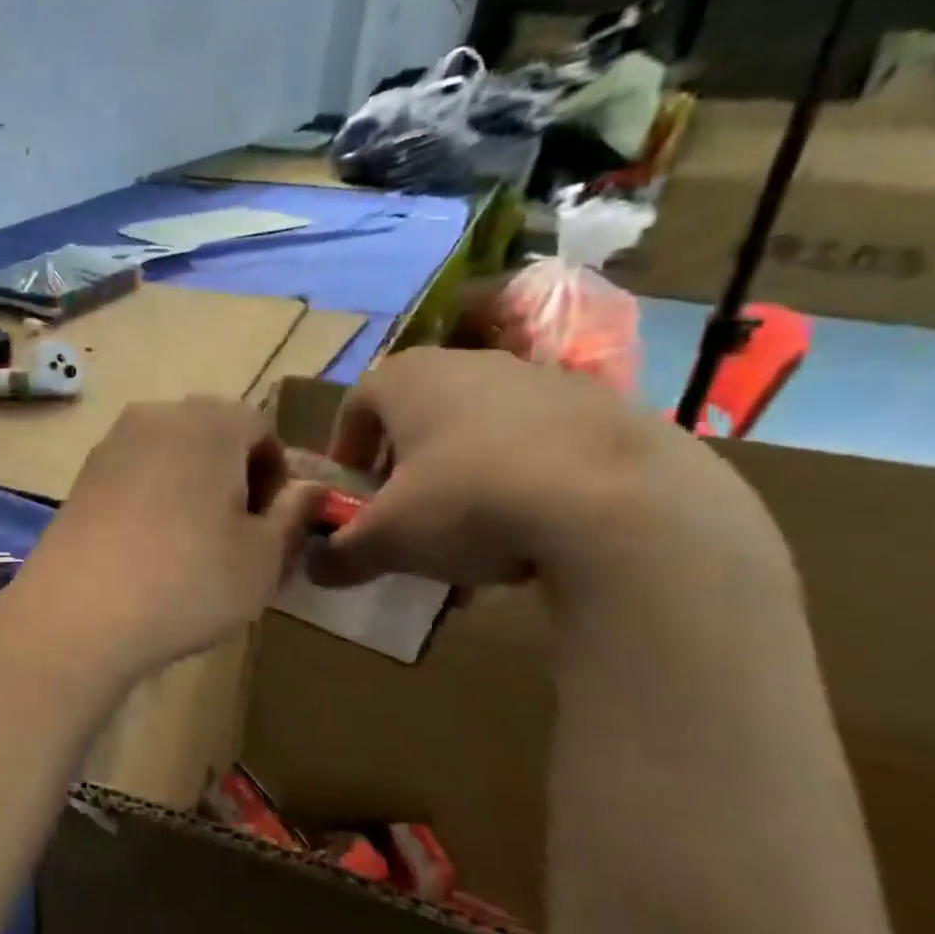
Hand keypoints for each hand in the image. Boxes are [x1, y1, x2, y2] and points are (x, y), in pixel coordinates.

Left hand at [13, 398, 320, 681]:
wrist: (77, 613)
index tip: (271, 527)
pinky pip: (134, 475)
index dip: (276, 476)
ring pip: (171, 455)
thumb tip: (309, 489)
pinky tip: (148, 549)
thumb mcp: (264, 558)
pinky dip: (152, 499)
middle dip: (234, 478)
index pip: (260, 429)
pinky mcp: (81, 476)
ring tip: (191, 547)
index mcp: (210, 421)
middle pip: (213, 436)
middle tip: (236, 537)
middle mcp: (157, 416)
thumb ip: (295, 515)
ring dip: (192, 488)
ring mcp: (111, 444)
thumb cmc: (189, 581)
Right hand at [305, 348, 779, 591]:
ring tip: (472, 536)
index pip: (356, 404)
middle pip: (420, 415)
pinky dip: (525, 481)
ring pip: (482, 430)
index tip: (351, 492)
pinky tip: (534, 533)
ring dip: (465, 477)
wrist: (621, 504)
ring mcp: (543, 381)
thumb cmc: (469, 501)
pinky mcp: (606, 409)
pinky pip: (542, 445)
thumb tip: (313, 569)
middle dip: (406, 466)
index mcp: (408, 379)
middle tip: (406, 515)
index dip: (346, 450)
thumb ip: (342, 554)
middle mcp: (471, 364)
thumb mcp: (388, 541)